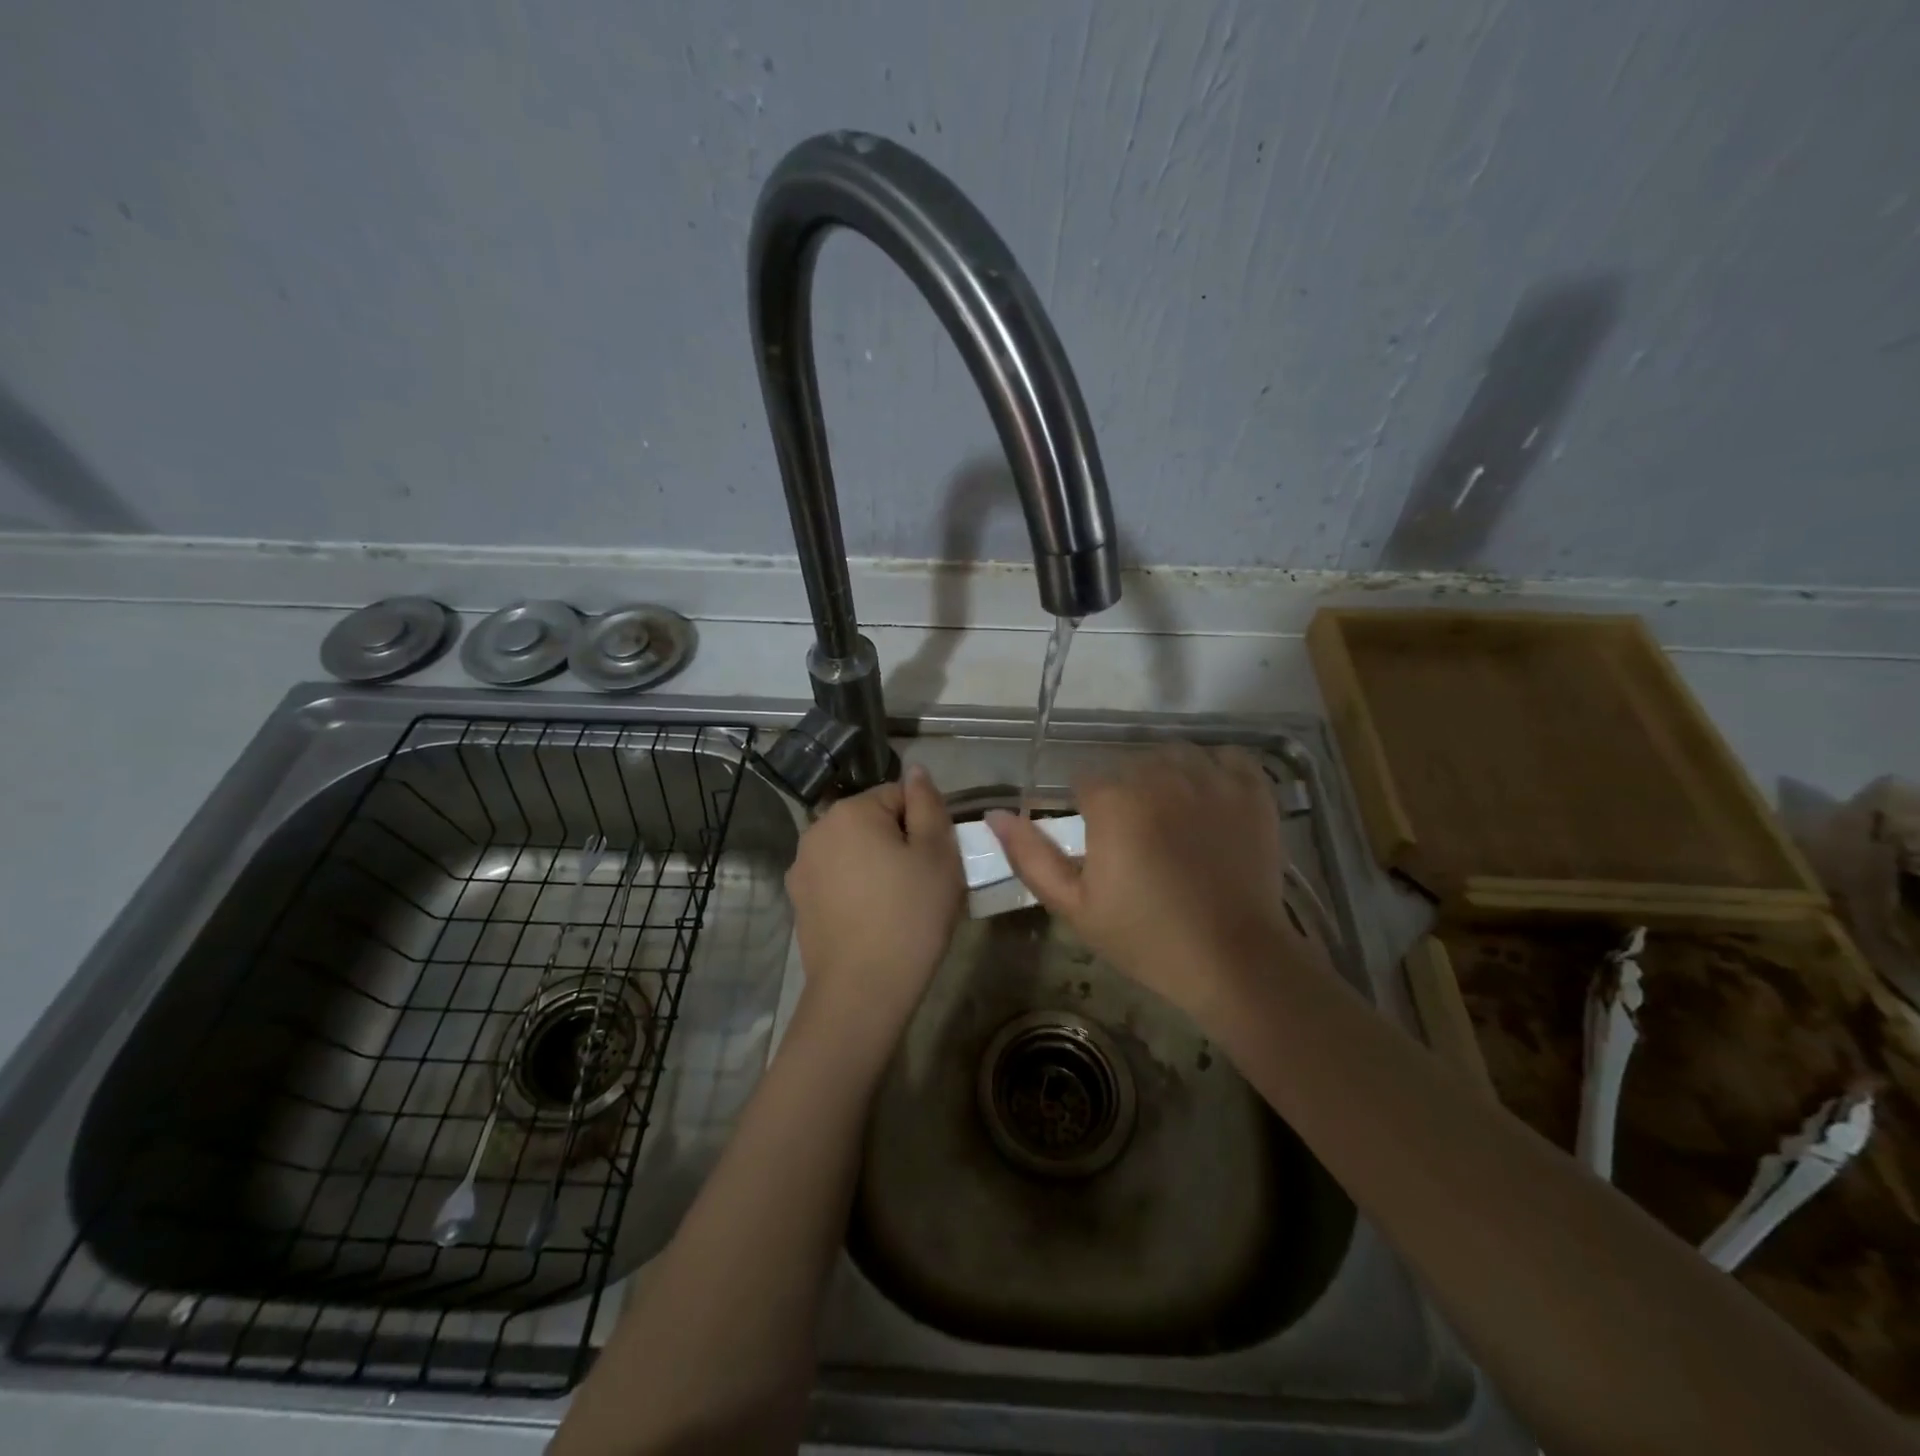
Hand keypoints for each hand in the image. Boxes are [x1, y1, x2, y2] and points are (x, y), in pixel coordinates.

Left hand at [785, 763, 962, 1055]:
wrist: (862, 991)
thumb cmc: (910, 916)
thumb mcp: (937, 854)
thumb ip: (928, 804)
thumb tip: (917, 770)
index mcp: (849, 811)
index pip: (899, 796)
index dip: (925, 825)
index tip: (938, 861)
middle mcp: (816, 830)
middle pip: (873, 821)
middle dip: (900, 843)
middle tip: (924, 884)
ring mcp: (801, 868)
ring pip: (855, 851)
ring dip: (878, 866)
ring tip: (900, 905)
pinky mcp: (798, 901)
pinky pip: (838, 880)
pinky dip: (857, 889)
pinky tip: (874, 920)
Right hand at [988, 743, 1317, 1033]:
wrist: (1233, 961)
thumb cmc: (1146, 938)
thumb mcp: (1075, 906)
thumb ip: (1031, 856)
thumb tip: (994, 814)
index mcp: (1114, 802)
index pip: (1085, 782)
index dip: (1088, 813)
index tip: (1100, 845)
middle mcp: (1160, 776)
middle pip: (1128, 766)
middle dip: (1126, 796)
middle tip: (1139, 843)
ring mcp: (1211, 780)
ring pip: (1173, 755)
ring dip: (1167, 778)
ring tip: (1174, 819)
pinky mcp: (1252, 791)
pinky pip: (1226, 757)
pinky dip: (1215, 769)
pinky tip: (1210, 798)